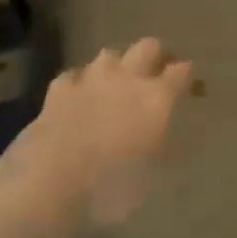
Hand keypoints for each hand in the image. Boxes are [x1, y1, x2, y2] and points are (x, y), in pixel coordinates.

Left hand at [8, 37, 195, 237]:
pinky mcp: (57, 91)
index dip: (188, 78)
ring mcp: (89, 80)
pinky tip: (79, 96)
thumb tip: (167, 138)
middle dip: (156, 56)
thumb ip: (162, 149)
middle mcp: (127, 79)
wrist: (45, 188)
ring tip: (118, 83)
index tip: (191, 88)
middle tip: (158, 74)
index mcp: (157, 99)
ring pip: (110, 55)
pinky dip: (80, 83)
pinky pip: (74, 75)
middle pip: (148, 47)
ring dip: (118, 66)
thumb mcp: (151, 179)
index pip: (182, 72)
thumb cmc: (109, 191)